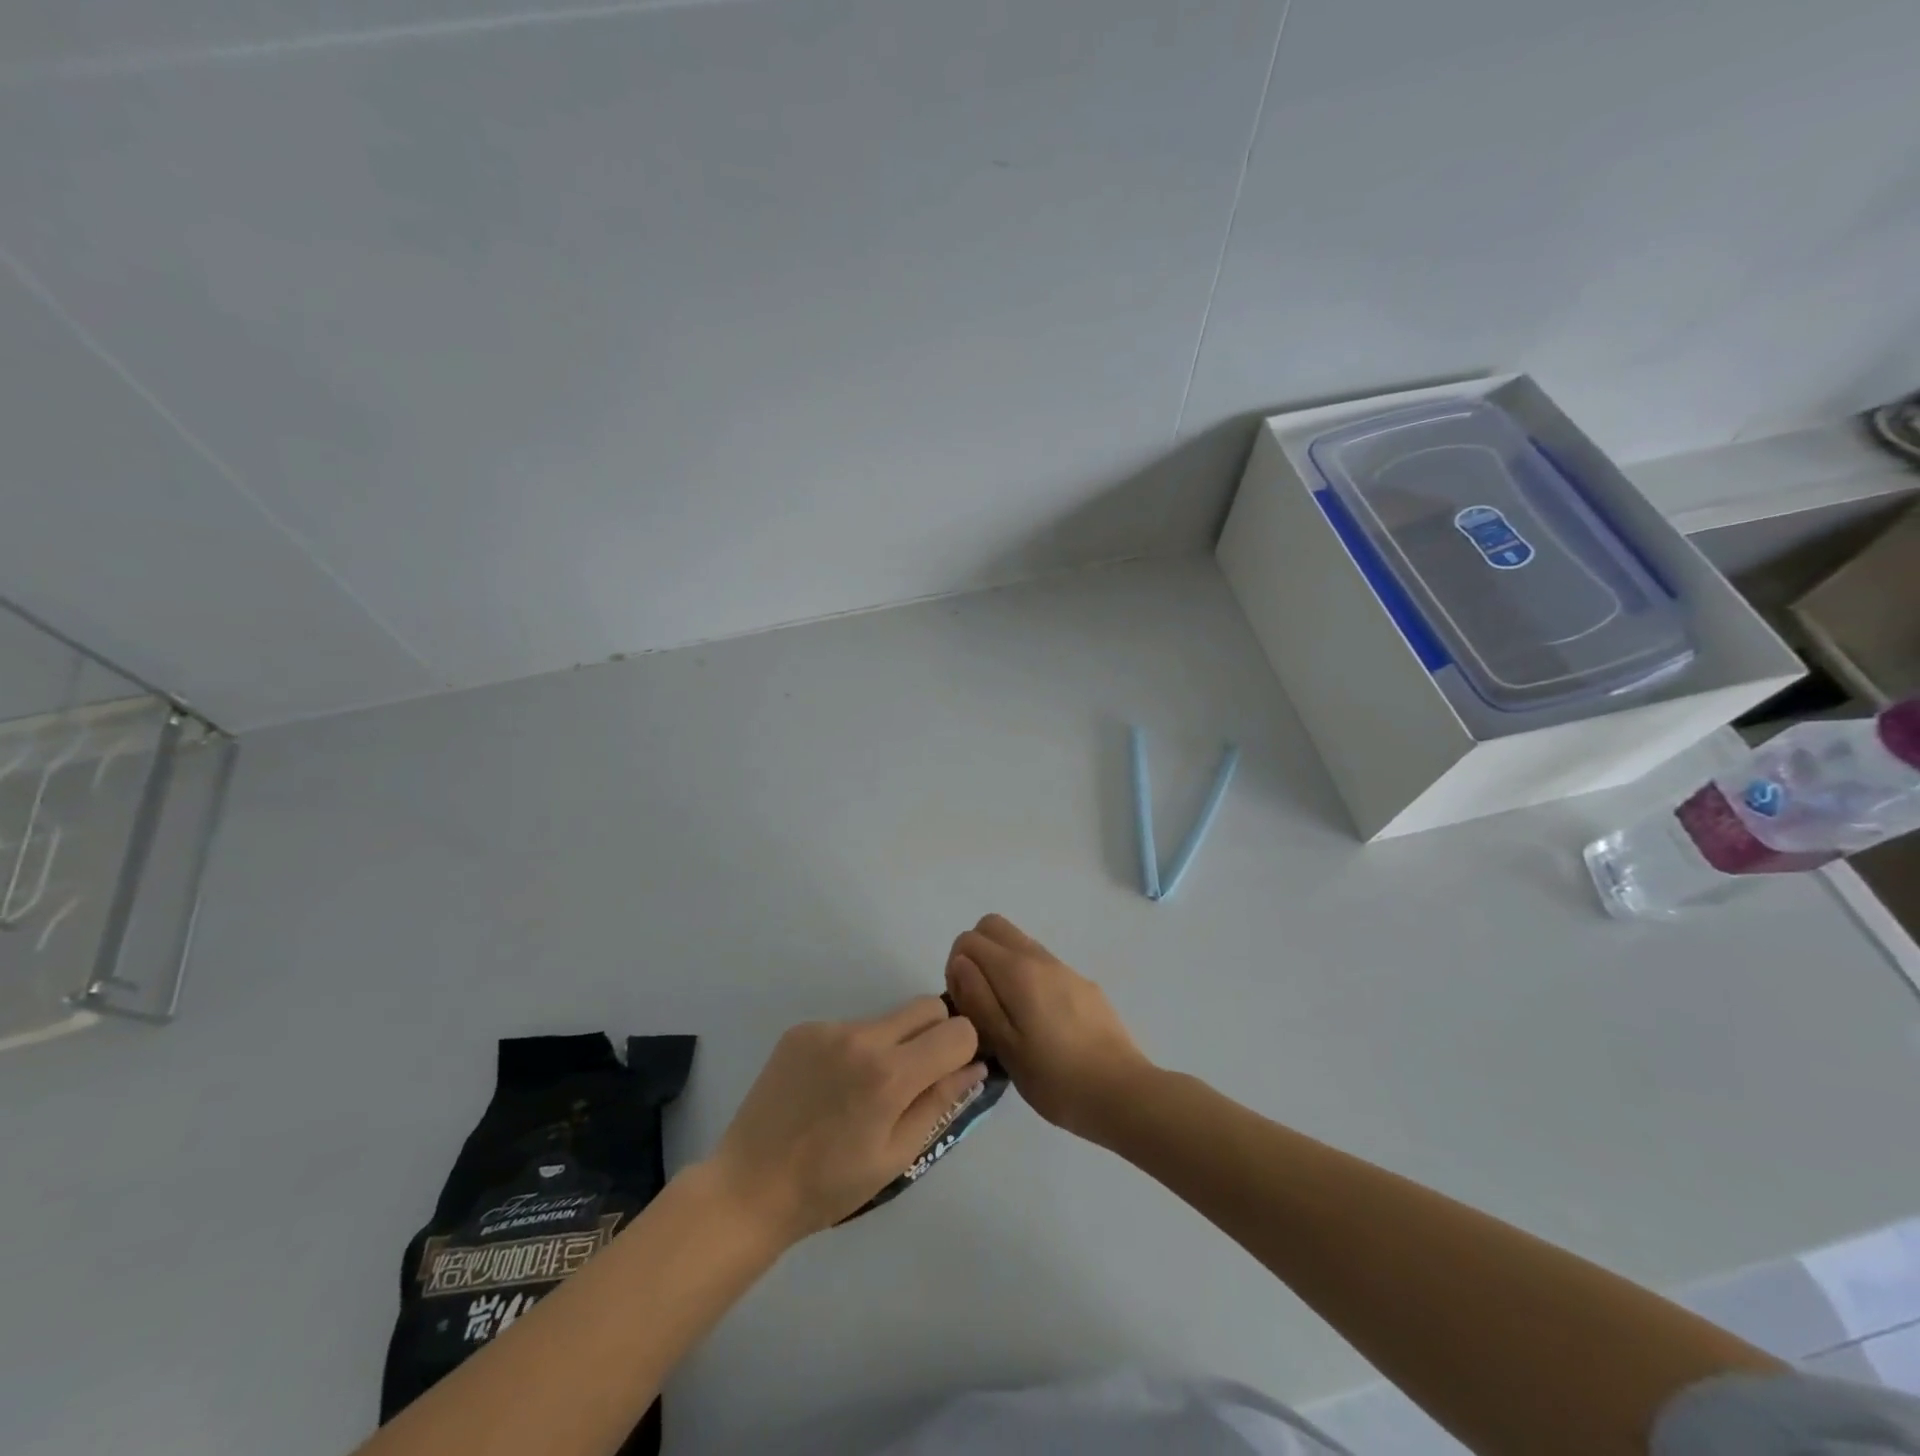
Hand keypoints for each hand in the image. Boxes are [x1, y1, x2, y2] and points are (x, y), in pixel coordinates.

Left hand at [707, 998, 984, 1244]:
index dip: (963, 1051)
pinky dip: (854, 1049)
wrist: (749, 1187)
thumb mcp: (897, 1155)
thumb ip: (941, 1103)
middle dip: (935, 1035)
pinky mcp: (802, 1029)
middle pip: (926, 1007)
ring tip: (863, 1091)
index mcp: (891, 1074)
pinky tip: (831, 1087)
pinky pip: (849, 1026)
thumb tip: (976, 1066)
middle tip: (915, 1078)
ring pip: (886, 1018)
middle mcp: (862, 1036)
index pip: (958, 1030)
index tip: (949, 1075)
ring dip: (892, 1044)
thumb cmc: (829, 1186)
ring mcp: (828, 1028)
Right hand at [945, 915, 1152, 1141]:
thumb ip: (978, 999)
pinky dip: (1027, 979)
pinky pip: (1043, 966)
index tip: (964, 1005)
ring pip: (1020, 944)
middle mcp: (1040, 958)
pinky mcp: (1084, 985)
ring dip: (1002, 966)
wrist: (1123, 1092)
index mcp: (1017, 971)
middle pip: (994, 927)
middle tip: (979, 1000)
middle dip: (976, 954)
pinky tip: (1040, 1025)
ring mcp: (1065, 969)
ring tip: (1008, 1017)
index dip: (955, 968)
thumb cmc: (1056, 1078)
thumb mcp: (1005, 1046)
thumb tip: (960, 962)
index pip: (969, 939)